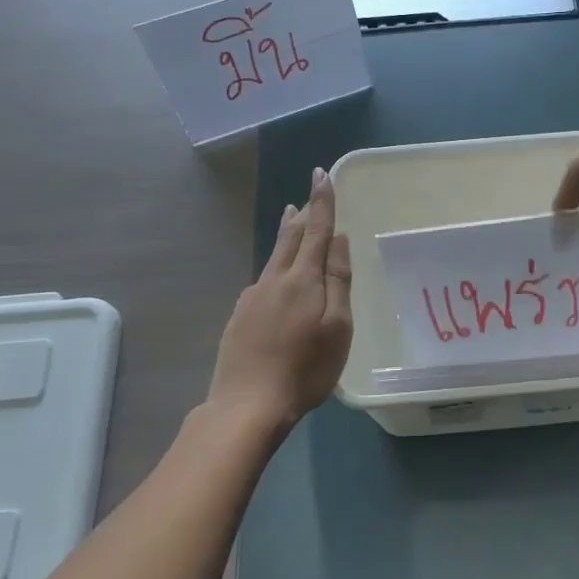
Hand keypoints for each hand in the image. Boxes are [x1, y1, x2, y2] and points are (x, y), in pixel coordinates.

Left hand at [205, 168, 352, 436]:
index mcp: (302, 279)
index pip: (317, 230)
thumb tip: (338, 240)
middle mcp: (274, 280)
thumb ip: (338, 281)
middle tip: (306, 196)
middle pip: (290, 239)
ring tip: (292, 220)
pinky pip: (263, 281)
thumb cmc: (305, 368)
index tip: (322, 174)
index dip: (322, 202)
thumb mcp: (337, 327)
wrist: (247, 404)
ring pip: (274, 258)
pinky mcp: (240, 317)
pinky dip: (275, 267)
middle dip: (302, 216)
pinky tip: (276, 280)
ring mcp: (252, 298)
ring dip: (286, 236)